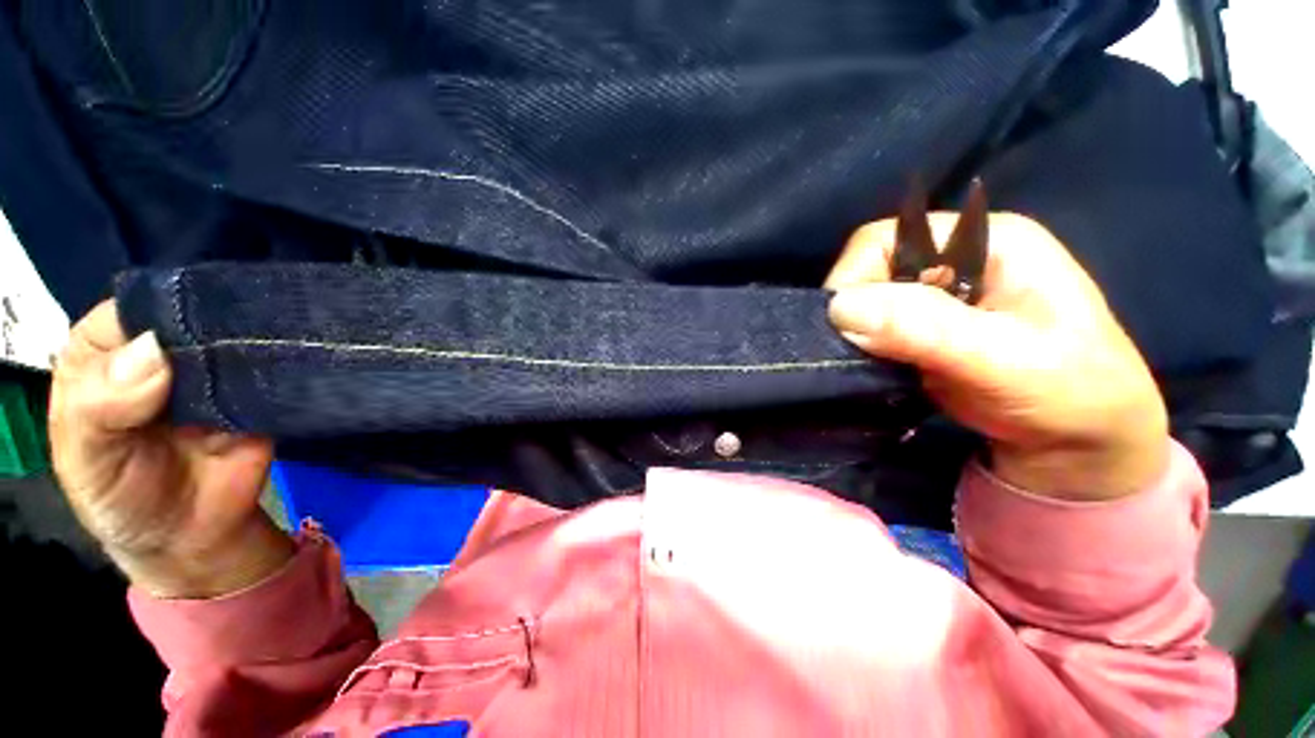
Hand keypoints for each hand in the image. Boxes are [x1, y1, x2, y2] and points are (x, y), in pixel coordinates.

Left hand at [50, 301, 292, 597]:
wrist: (194, 534)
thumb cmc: (121, 496)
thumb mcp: (87, 460)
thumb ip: (100, 408)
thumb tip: (152, 353)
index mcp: (109, 353)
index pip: (133, 309)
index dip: (155, 314)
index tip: (178, 337)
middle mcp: (164, 350)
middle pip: (193, 315)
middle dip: (212, 321)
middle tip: (230, 341)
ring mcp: (217, 369)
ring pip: (237, 336)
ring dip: (253, 339)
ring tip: (265, 348)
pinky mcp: (261, 389)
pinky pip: (274, 367)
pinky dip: (283, 363)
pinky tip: (292, 360)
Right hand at [826, 213, 1167, 500]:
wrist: (1082, 443)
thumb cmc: (1072, 393)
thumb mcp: (1006, 359)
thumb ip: (927, 329)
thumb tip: (840, 308)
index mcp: (983, 241)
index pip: (884, 241)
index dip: (854, 279)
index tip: (845, 330)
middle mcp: (951, 261)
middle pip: (867, 272)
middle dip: (853, 314)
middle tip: (861, 356)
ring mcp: (933, 299)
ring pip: (863, 305)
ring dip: (855, 337)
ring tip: (870, 367)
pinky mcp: (919, 332)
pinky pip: (869, 332)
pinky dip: (861, 352)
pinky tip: (876, 371)